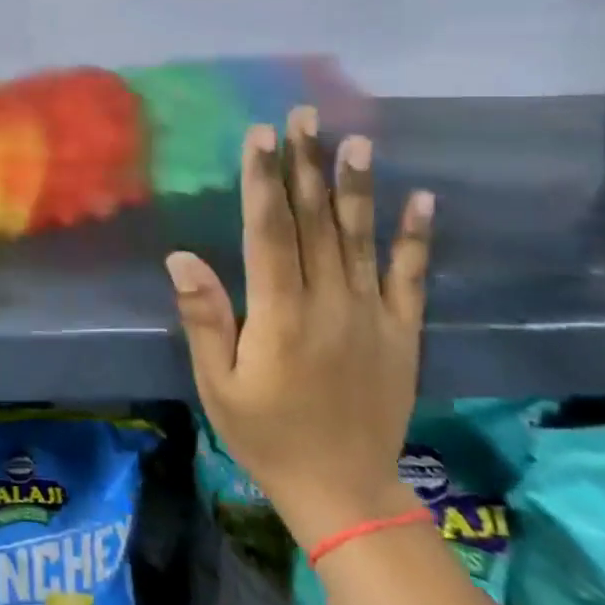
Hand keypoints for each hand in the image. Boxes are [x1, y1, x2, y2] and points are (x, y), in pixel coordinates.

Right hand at [166, 105, 434, 549]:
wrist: (344, 489)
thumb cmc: (266, 433)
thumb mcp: (218, 384)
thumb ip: (204, 318)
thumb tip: (181, 257)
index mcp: (280, 314)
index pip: (270, 232)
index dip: (263, 180)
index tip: (261, 136)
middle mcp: (329, 303)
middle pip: (315, 222)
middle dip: (306, 164)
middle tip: (304, 115)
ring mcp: (371, 315)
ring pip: (360, 238)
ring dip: (358, 187)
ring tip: (357, 140)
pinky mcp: (401, 331)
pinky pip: (409, 277)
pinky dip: (416, 237)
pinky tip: (423, 200)